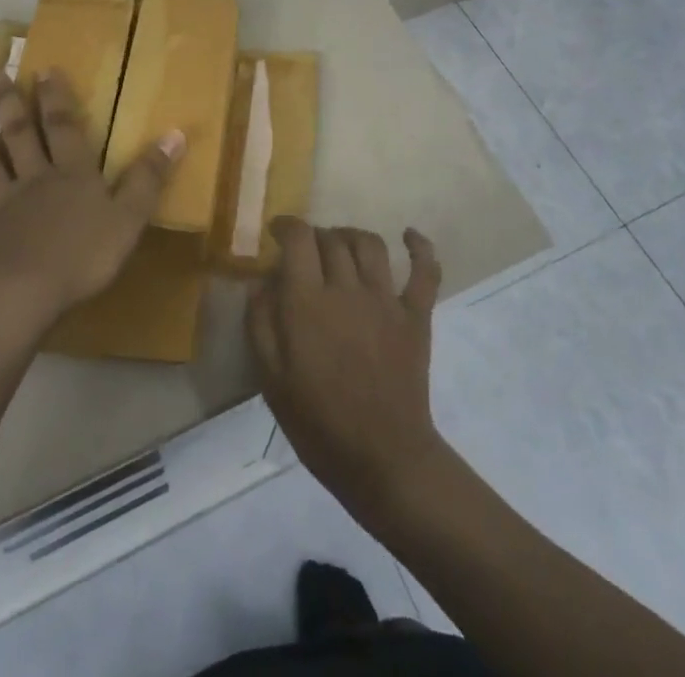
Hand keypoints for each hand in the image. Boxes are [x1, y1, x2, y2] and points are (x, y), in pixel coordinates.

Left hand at [0, 71, 183, 326]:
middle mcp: (33, 181)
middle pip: (20, 136)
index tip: (43, 69)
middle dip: (11, 105)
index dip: (55, 97)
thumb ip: (149, 177)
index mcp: (70, 173)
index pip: (62, 126)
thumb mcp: (129, 216)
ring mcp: (2, 209)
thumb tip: (174, 133)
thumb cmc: (84, 254)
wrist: (26, 295)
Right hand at [248, 219, 449, 527]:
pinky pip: (424, 270)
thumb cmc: (319, 423)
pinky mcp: (416, 315)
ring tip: (341, 246)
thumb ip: (261, 322)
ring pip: (370, 244)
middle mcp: (347, 288)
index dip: (286, 225)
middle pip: (332, 238)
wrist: (383, 460)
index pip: (298, 238)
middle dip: (315, 236)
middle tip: (305, 253)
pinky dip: (420, 247)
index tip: (278, 231)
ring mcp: (386, 299)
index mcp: (308, 302)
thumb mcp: (271, 378)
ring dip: (351, 236)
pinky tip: (409, 235)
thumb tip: (260, 279)